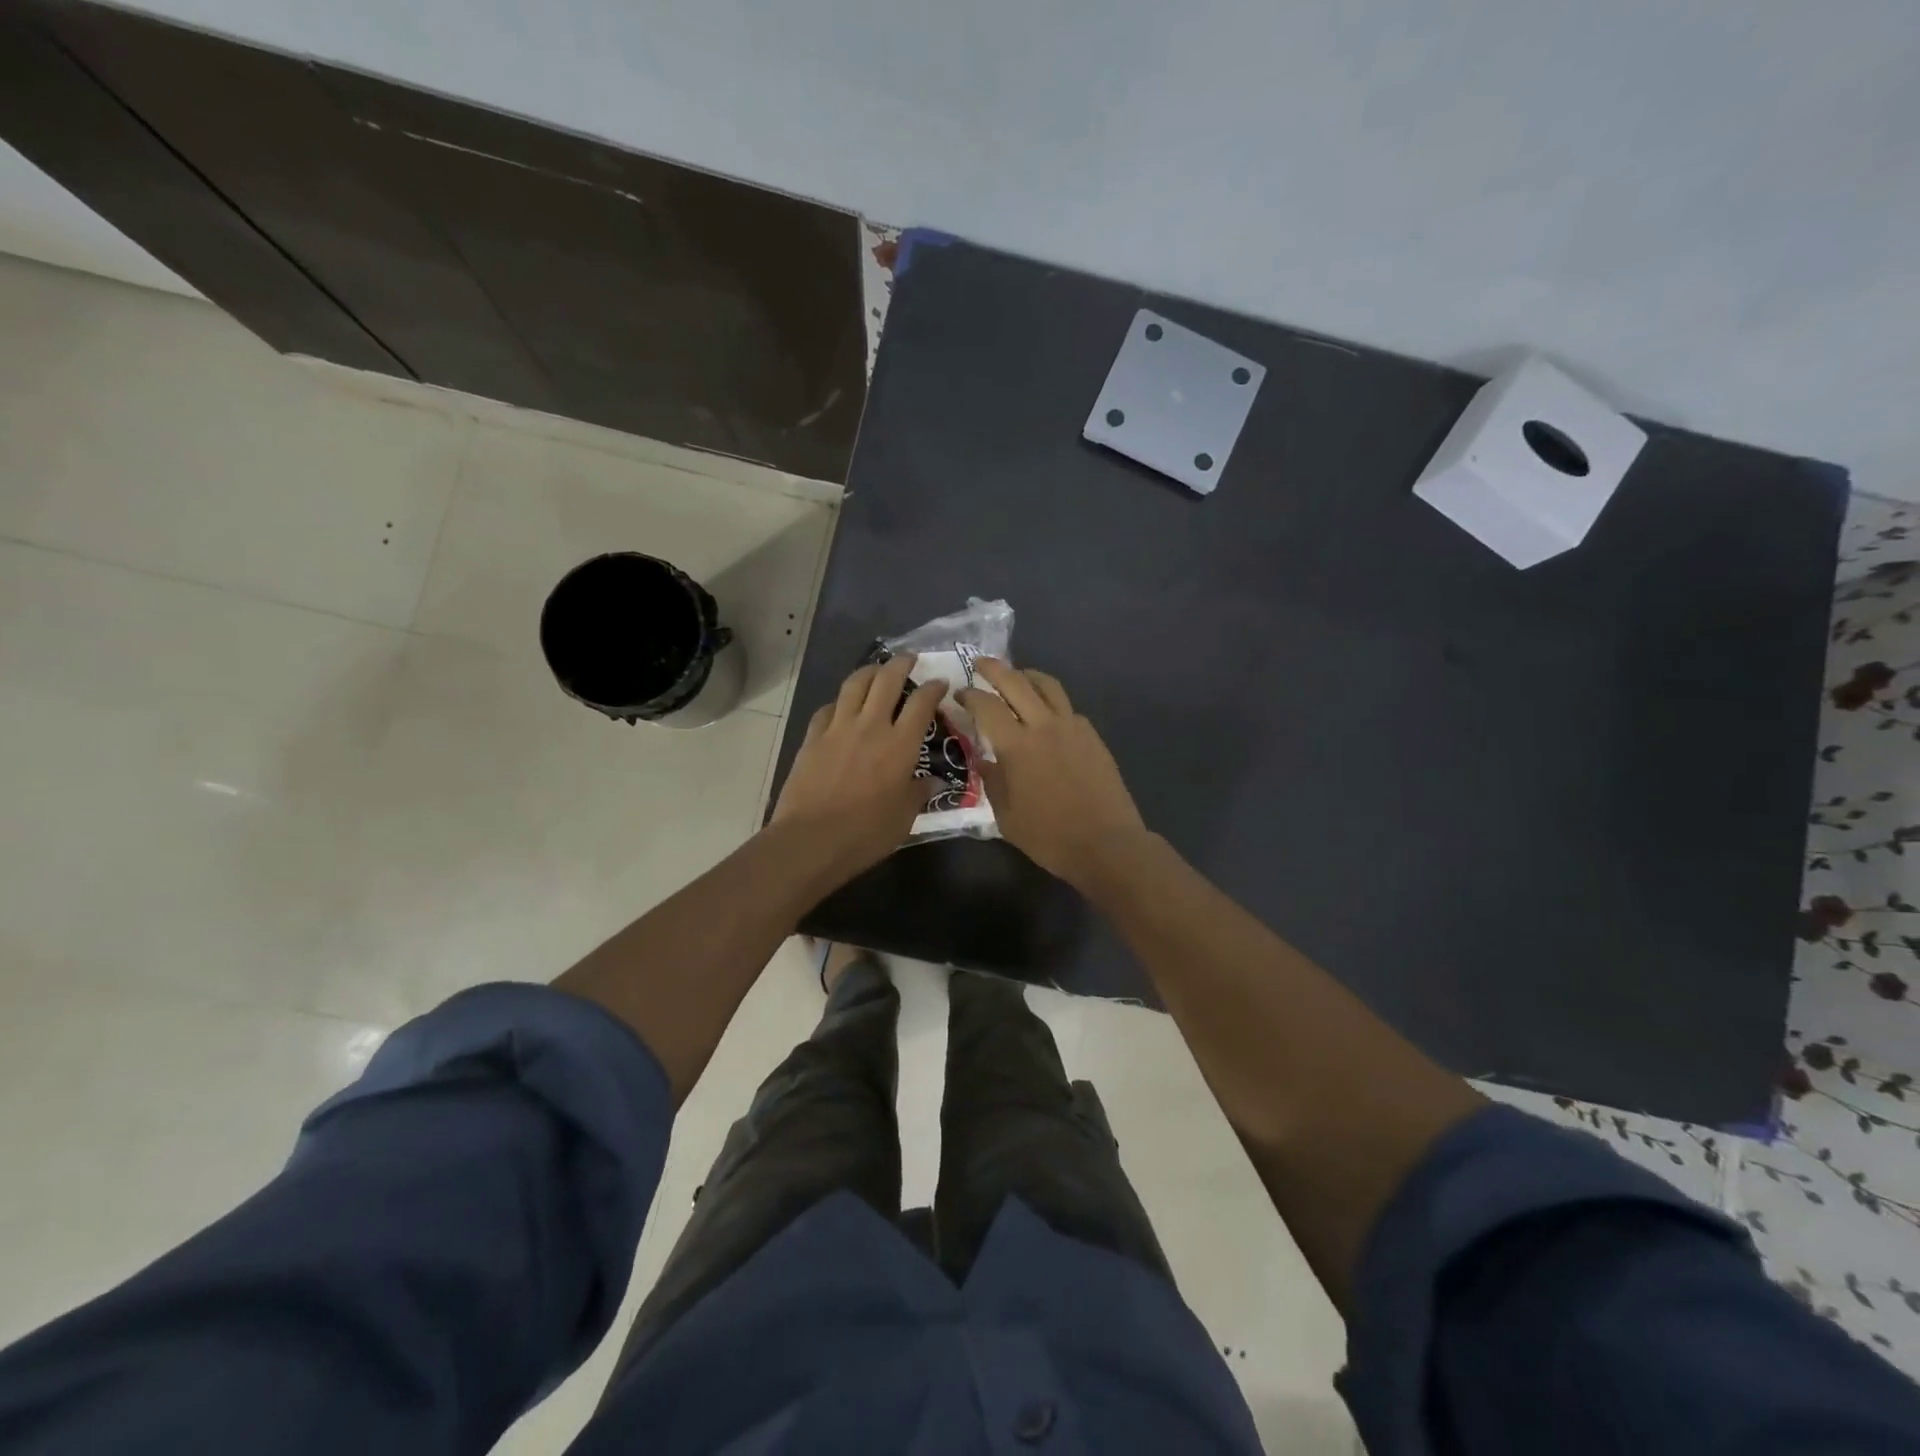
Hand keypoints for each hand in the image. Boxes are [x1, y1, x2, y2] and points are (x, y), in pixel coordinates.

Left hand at [771, 655, 944, 877]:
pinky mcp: (812, 738)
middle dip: (901, 663)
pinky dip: (840, 702)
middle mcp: (871, 726)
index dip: (934, 688)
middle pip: (887, 680)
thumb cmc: (866, 833)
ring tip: (877, 670)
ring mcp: (838, 729)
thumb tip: (933, 781)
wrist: (811, 840)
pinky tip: (842, 707)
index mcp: (900, 745)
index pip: (922, 703)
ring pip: (854, 684)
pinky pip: (828, 708)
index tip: (940, 682)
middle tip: (909, 659)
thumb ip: (919, 793)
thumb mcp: (904, 817)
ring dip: (869, 671)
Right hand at [958, 660, 1147, 887]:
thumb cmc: (1050, 836)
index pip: (987, 706)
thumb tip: (983, 760)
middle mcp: (1044, 726)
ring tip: (1016, 676)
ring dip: (1027, 675)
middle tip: (980, 663)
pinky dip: (1051, 701)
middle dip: (994, 669)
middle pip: (1016, 682)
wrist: (1106, 844)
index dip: (969, 695)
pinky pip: (1067, 707)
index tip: (959, 694)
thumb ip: (992, 781)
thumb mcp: (1006, 816)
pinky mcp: (1092, 736)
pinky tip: (1046, 714)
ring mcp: (1072, 727)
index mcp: (1017, 746)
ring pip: (1048, 686)